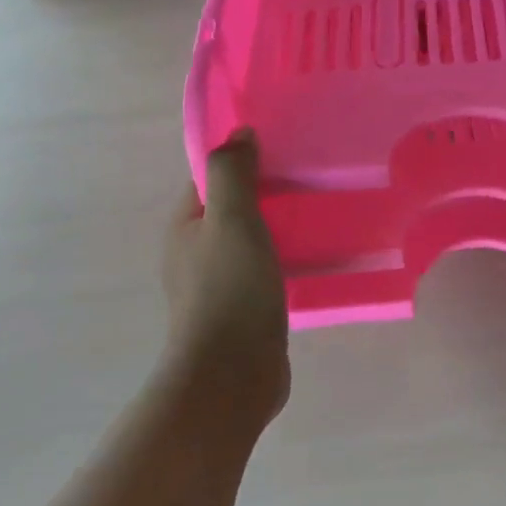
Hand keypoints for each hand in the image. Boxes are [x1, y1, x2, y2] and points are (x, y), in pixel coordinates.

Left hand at [164, 130, 289, 423]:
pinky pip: (266, 271)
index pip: (211, 179)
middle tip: (310, 178)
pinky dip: (286, 259)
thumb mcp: (231, 219)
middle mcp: (196, 253)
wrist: (233, 372)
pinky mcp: (244, 310)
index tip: (281, 149)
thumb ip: (233, 173)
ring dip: (279, 227)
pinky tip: (315, 256)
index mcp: (185, 227)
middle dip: (266, 193)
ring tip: (320, 212)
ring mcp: (220, 285)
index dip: (241, 160)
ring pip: (251, 242)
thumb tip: (239, 133)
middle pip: (232, 210)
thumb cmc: (230, 288)